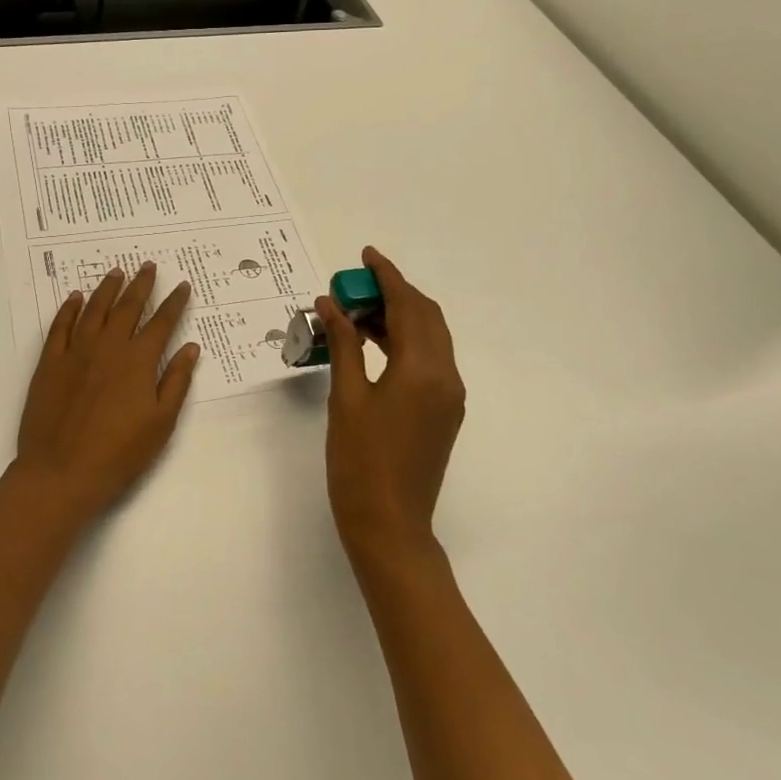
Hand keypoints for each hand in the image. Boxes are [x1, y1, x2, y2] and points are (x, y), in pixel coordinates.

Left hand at [14, 263, 200, 524]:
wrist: (61, 473)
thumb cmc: (119, 454)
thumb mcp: (161, 423)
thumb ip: (176, 381)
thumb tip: (190, 347)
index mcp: (138, 361)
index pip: (161, 322)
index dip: (174, 302)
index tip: (182, 285)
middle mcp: (108, 347)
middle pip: (127, 307)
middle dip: (141, 284)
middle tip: (148, 266)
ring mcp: (75, 352)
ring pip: (94, 309)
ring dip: (107, 288)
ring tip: (116, 272)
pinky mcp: (49, 363)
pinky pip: (60, 326)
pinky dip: (68, 309)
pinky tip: (74, 298)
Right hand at [319, 247, 465, 565]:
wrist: (390, 525)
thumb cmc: (359, 461)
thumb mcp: (345, 397)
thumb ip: (344, 344)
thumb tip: (331, 304)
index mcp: (422, 369)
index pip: (407, 306)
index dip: (386, 276)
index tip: (365, 255)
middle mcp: (446, 375)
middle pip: (425, 316)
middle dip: (393, 293)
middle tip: (354, 287)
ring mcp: (449, 395)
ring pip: (429, 337)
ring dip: (398, 316)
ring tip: (356, 312)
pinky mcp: (444, 411)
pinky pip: (429, 359)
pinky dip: (404, 341)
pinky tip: (373, 343)